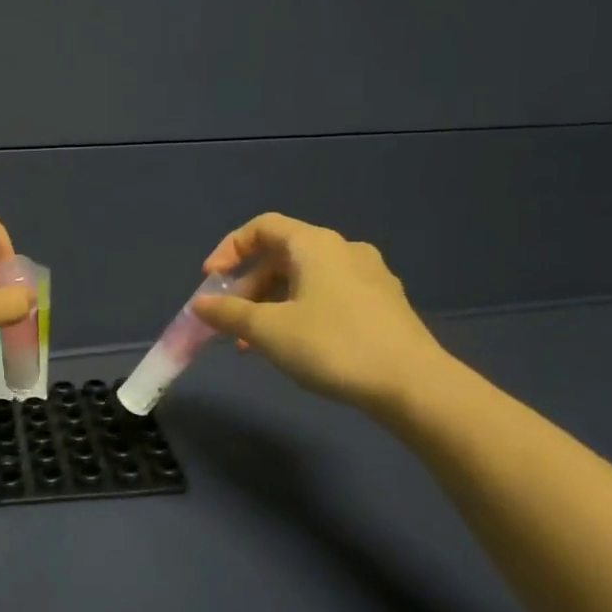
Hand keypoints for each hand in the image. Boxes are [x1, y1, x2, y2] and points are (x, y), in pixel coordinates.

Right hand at [188, 213, 454, 417]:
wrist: (412, 384)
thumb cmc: (332, 345)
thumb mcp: (268, 330)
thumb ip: (228, 313)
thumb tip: (199, 304)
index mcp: (315, 244)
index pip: (262, 227)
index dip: (229, 249)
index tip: (210, 282)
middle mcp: (344, 250)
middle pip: (282, 256)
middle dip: (247, 287)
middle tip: (228, 321)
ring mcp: (369, 277)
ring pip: (305, 280)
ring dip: (271, 305)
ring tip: (253, 344)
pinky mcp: (383, 305)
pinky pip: (328, 297)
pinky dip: (300, 313)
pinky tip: (293, 348)